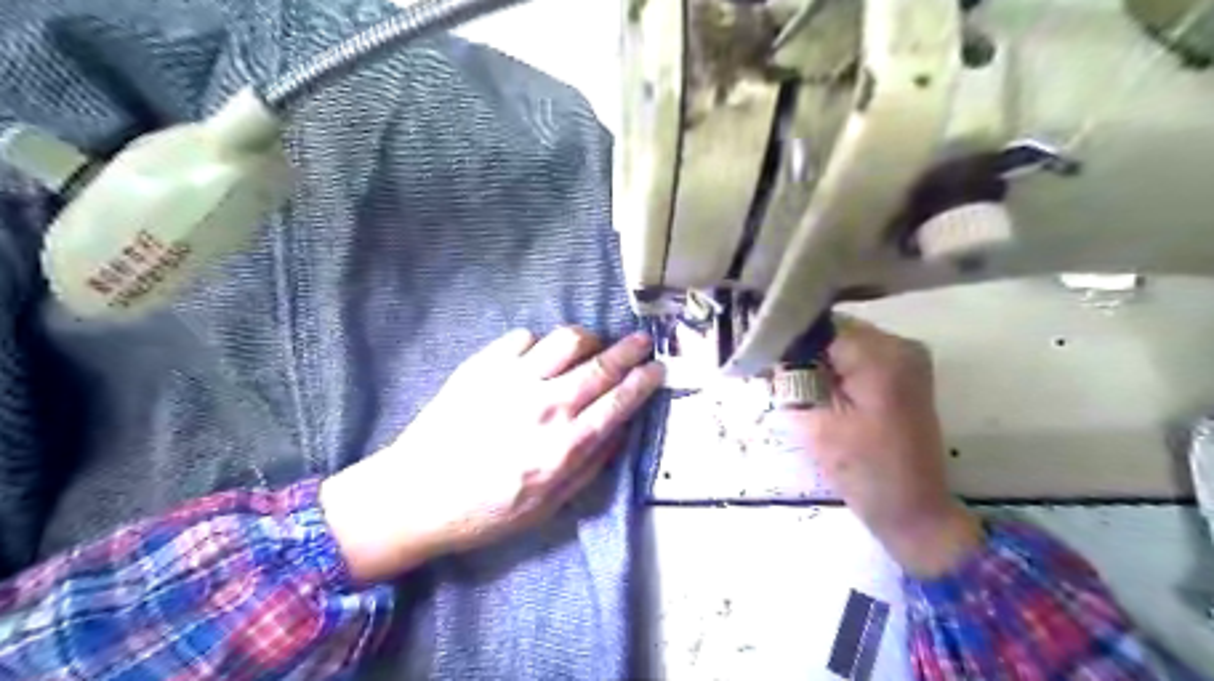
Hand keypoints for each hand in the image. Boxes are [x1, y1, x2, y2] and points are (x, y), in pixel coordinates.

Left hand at [318, 327, 667, 580]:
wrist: (417, 495)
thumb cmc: (487, 510)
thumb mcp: (550, 505)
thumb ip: (591, 464)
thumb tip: (620, 428)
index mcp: (565, 445)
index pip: (620, 401)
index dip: (645, 380)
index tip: (658, 368)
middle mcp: (546, 405)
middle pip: (602, 364)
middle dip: (631, 349)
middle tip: (642, 342)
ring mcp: (513, 380)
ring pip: (568, 339)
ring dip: (589, 340)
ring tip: (591, 347)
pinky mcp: (483, 365)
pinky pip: (525, 338)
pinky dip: (541, 344)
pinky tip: (538, 359)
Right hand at [768, 321, 983, 576]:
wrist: (914, 510)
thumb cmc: (863, 471)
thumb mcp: (815, 424)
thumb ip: (791, 381)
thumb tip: (772, 351)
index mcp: (880, 355)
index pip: (820, 327)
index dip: (789, 340)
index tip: (763, 357)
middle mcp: (900, 345)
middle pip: (835, 330)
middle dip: (804, 348)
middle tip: (776, 373)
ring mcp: (908, 358)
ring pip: (846, 342)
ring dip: (819, 358)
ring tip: (794, 382)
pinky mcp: (906, 374)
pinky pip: (860, 356)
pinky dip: (838, 366)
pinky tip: (820, 387)